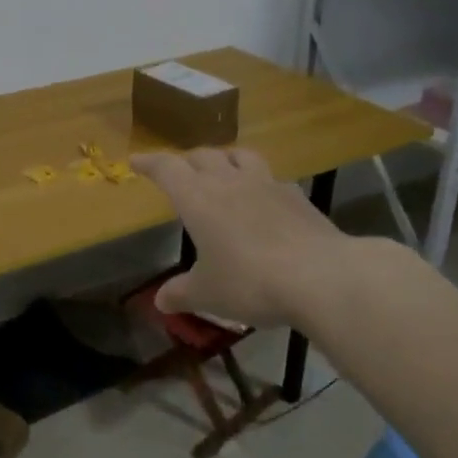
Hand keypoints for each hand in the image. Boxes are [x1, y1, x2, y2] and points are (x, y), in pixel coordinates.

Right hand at [132, 148, 352, 329]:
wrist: (321, 276)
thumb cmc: (250, 281)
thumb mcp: (208, 293)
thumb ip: (182, 293)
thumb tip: (160, 301)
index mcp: (197, 198)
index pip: (167, 168)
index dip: (149, 162)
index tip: (136, 161)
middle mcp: (229, 181)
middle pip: (202, 155)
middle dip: (186, 161)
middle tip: (178, 172)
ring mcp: (266, 184)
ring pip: (239, 155)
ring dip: (225, 158)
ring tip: (222, 169)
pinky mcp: (297, 196)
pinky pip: (271, 177)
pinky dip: (259, 182)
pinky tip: (263, 198)